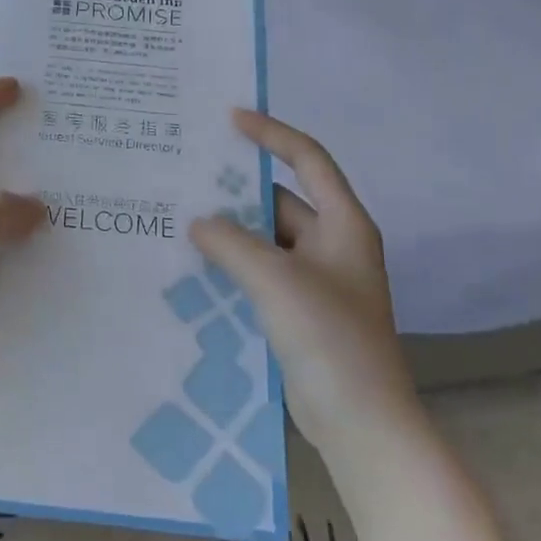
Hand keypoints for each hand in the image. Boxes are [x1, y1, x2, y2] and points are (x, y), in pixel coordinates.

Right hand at [190, 110, 416, 443]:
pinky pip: (260, 272)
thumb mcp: (276, 280)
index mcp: (343, 224)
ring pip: (266, 239)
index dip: (271, 134)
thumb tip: (199, 222)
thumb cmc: (329, 337)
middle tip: (187, 175)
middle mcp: (332, 244)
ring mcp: (316, 280)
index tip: (230, 119)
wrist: (360, 422)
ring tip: (180, 216)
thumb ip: (232, 243)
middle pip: (281, 200)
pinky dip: (232, 264)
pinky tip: (194, 266)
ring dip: (230, 230)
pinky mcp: (299, 310)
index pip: (308, 159)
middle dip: (237, 189)